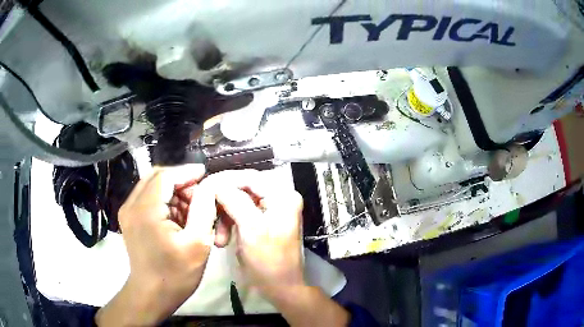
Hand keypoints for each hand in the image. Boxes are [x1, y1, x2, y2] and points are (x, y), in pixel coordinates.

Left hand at [96, 164, 216, 325]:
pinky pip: (148, 198)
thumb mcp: (197, 244)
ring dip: (172, 191)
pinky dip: (164, 200)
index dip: (186, 172)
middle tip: (199, 195)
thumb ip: (204, 210)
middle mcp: (131, 205)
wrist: (151, 294)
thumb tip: (208, 187)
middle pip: (156, 177)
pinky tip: (177, 216)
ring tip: (190, 208)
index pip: (166, 176)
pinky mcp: (129, 219)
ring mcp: (128, 211)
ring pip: (152, 186)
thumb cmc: (175, 274)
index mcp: (146, 210)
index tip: (205, 174)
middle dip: (180, 181)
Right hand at [205, 170, 349, 326]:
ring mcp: (270, 209)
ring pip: (238, 201)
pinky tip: (223, 239)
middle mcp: (279, 197)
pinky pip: (240, 213)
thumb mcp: (252, 229)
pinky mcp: (262, 221)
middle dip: (223, 203)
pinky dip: (229, 223)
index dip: (225, 180)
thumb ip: (235, 202)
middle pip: (243, 188)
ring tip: (219, 238)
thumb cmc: (269, 262)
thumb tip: (216, 184)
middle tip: (208, 214)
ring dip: (224, 216)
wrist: (281, 287)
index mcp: (283, 196)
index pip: (250, 177)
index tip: (204, 188)